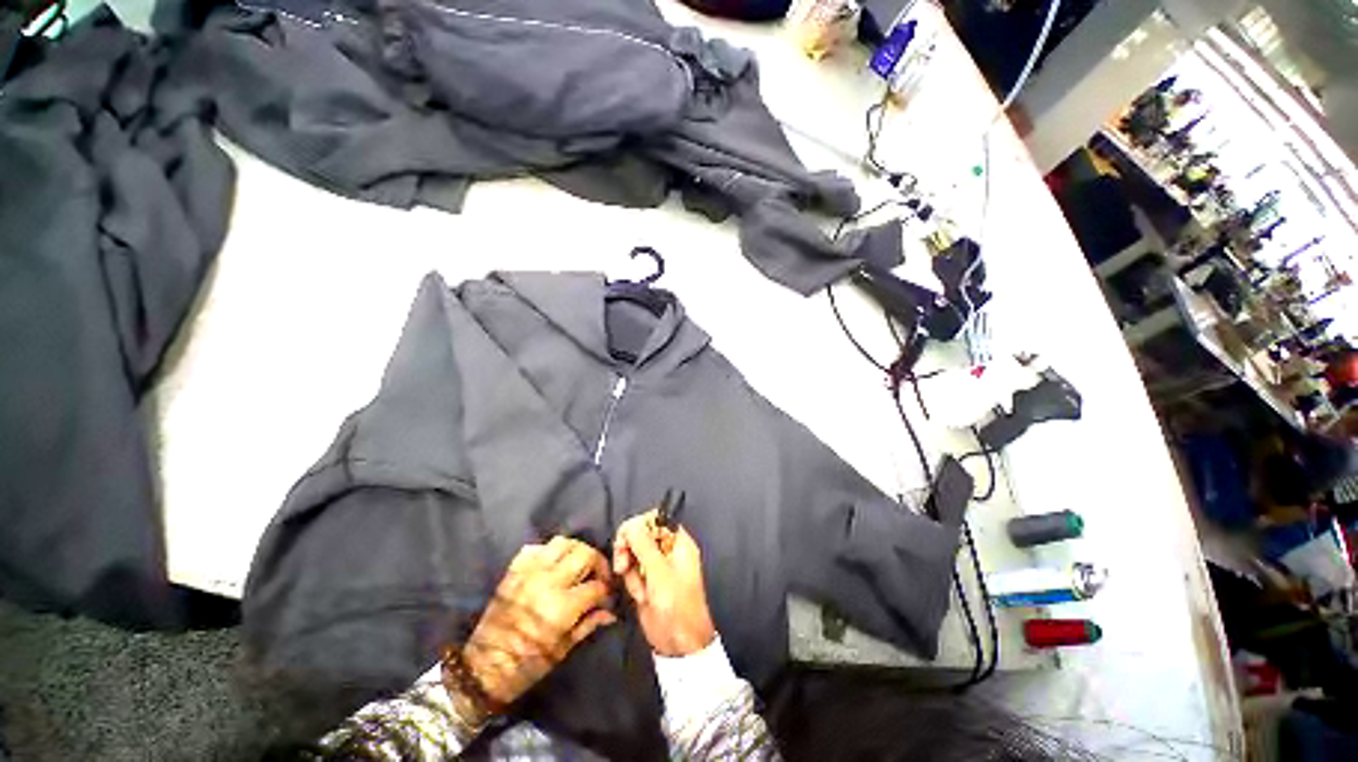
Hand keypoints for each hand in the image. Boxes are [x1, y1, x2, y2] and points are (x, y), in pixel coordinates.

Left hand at [458, 537, 616, 713]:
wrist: (481, 669)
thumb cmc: (526, 666)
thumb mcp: (562, 650)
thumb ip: (588, 624)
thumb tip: (610, 613)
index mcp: (562, 606)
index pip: (597, 586)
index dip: (606, 592)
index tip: (607, 599)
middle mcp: (549, 582)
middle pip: (586, 554)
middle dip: (598, 564)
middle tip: (598, 577)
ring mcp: (530, 572)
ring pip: (564, 542)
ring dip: (576, 551)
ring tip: (578, 566)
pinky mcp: (514, 570)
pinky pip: (537, 547)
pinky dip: (549, 551)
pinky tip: (552, 565)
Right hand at [612, 509, 715, 656]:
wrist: (678, 644)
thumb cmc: (675, 604)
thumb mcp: (658, 571)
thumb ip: (642, 544)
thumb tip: (629, 525)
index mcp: (678, 541)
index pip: (655, 518)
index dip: (639, 525)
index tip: (627, 538)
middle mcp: (667, 549)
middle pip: (640, 533)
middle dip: (629, 548)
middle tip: (623, 564)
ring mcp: (656, 565)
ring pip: (633, 552)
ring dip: (631, 570)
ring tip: (640, 590)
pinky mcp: (647, 580)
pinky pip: (632, 570)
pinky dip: (632, 582)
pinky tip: (640, 597)